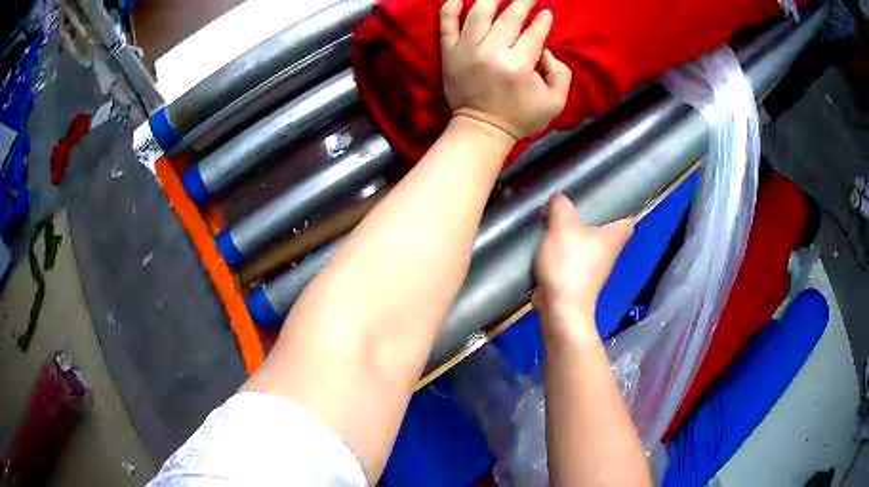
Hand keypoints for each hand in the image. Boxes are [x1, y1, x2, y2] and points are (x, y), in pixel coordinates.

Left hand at [440, 0, 571, 141]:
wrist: (481, 130)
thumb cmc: (520, 117)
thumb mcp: (555, 102)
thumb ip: (560, 72)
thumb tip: (546, 47)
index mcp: (518, 66)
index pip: (534, 33)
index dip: (543, 20)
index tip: (547, 13)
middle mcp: (491, 53)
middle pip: (509, 17)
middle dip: (523, 2)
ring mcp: (466, 51)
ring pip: (478, 13)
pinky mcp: (449, 53)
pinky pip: (446, 24)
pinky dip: (450, 7)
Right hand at [533, 194, 633, 336]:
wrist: (561, 307)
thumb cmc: (569, 263)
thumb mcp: (562, 227)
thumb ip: (561, 206)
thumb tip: (559, 198)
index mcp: (614, 235)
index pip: (628, 216)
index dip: (621, 205)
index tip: (607, 194)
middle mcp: (610, 250)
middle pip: (605, 226)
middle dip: (591, 214)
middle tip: (575, 199)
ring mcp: (595, 266)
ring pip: (587, 240)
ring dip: (574, 230)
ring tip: (556, 215)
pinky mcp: (579, 276)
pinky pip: (573, 254)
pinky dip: (563, 247)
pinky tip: (548, 238)